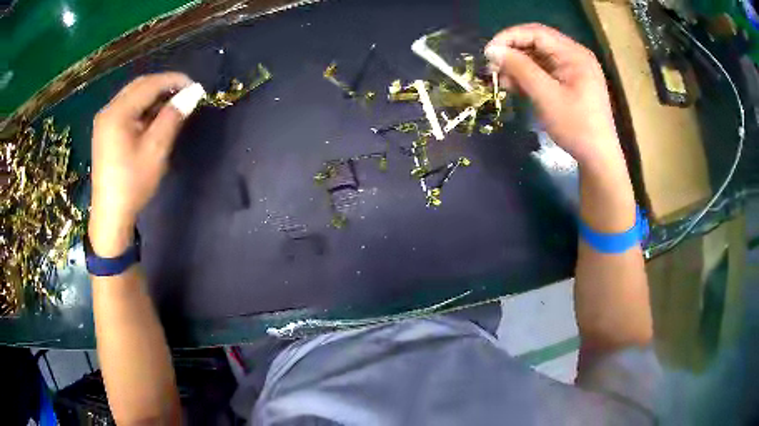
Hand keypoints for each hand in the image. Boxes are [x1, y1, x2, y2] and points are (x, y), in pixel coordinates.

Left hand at [89, 72, 199, 255]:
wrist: (110, 216)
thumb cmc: (132, 184)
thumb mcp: (156, 149)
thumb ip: (173, 116)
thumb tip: (193, 93)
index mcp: (117, 113)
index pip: (149, 84)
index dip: (174, 81)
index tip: (196, 87)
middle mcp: (108, 110)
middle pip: (139, 86)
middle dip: (164, 86)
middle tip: (185, 95)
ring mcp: (104, 121)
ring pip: (133, 96)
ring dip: (154, 96)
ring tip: (173, 107)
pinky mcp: (105, 131)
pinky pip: (127, 109)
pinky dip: (143, 108)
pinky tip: (154, 118)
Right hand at [485, 24, 621, 168]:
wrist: (598, 158)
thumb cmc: (576, 126)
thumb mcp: (546, 96)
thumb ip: (520, 68)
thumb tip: (492, 50)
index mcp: (574, 54)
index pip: (536, 33)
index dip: (509, 38)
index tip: (488, 53)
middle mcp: (574, 56)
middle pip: (537, 43)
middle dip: (513, 53)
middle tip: (492, 68)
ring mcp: (573, 70)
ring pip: (539, 58)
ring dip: (518, 66)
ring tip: (501, 80)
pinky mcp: (570, 83)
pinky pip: (545, 71)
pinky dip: (528, 76)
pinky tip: (515, 86)